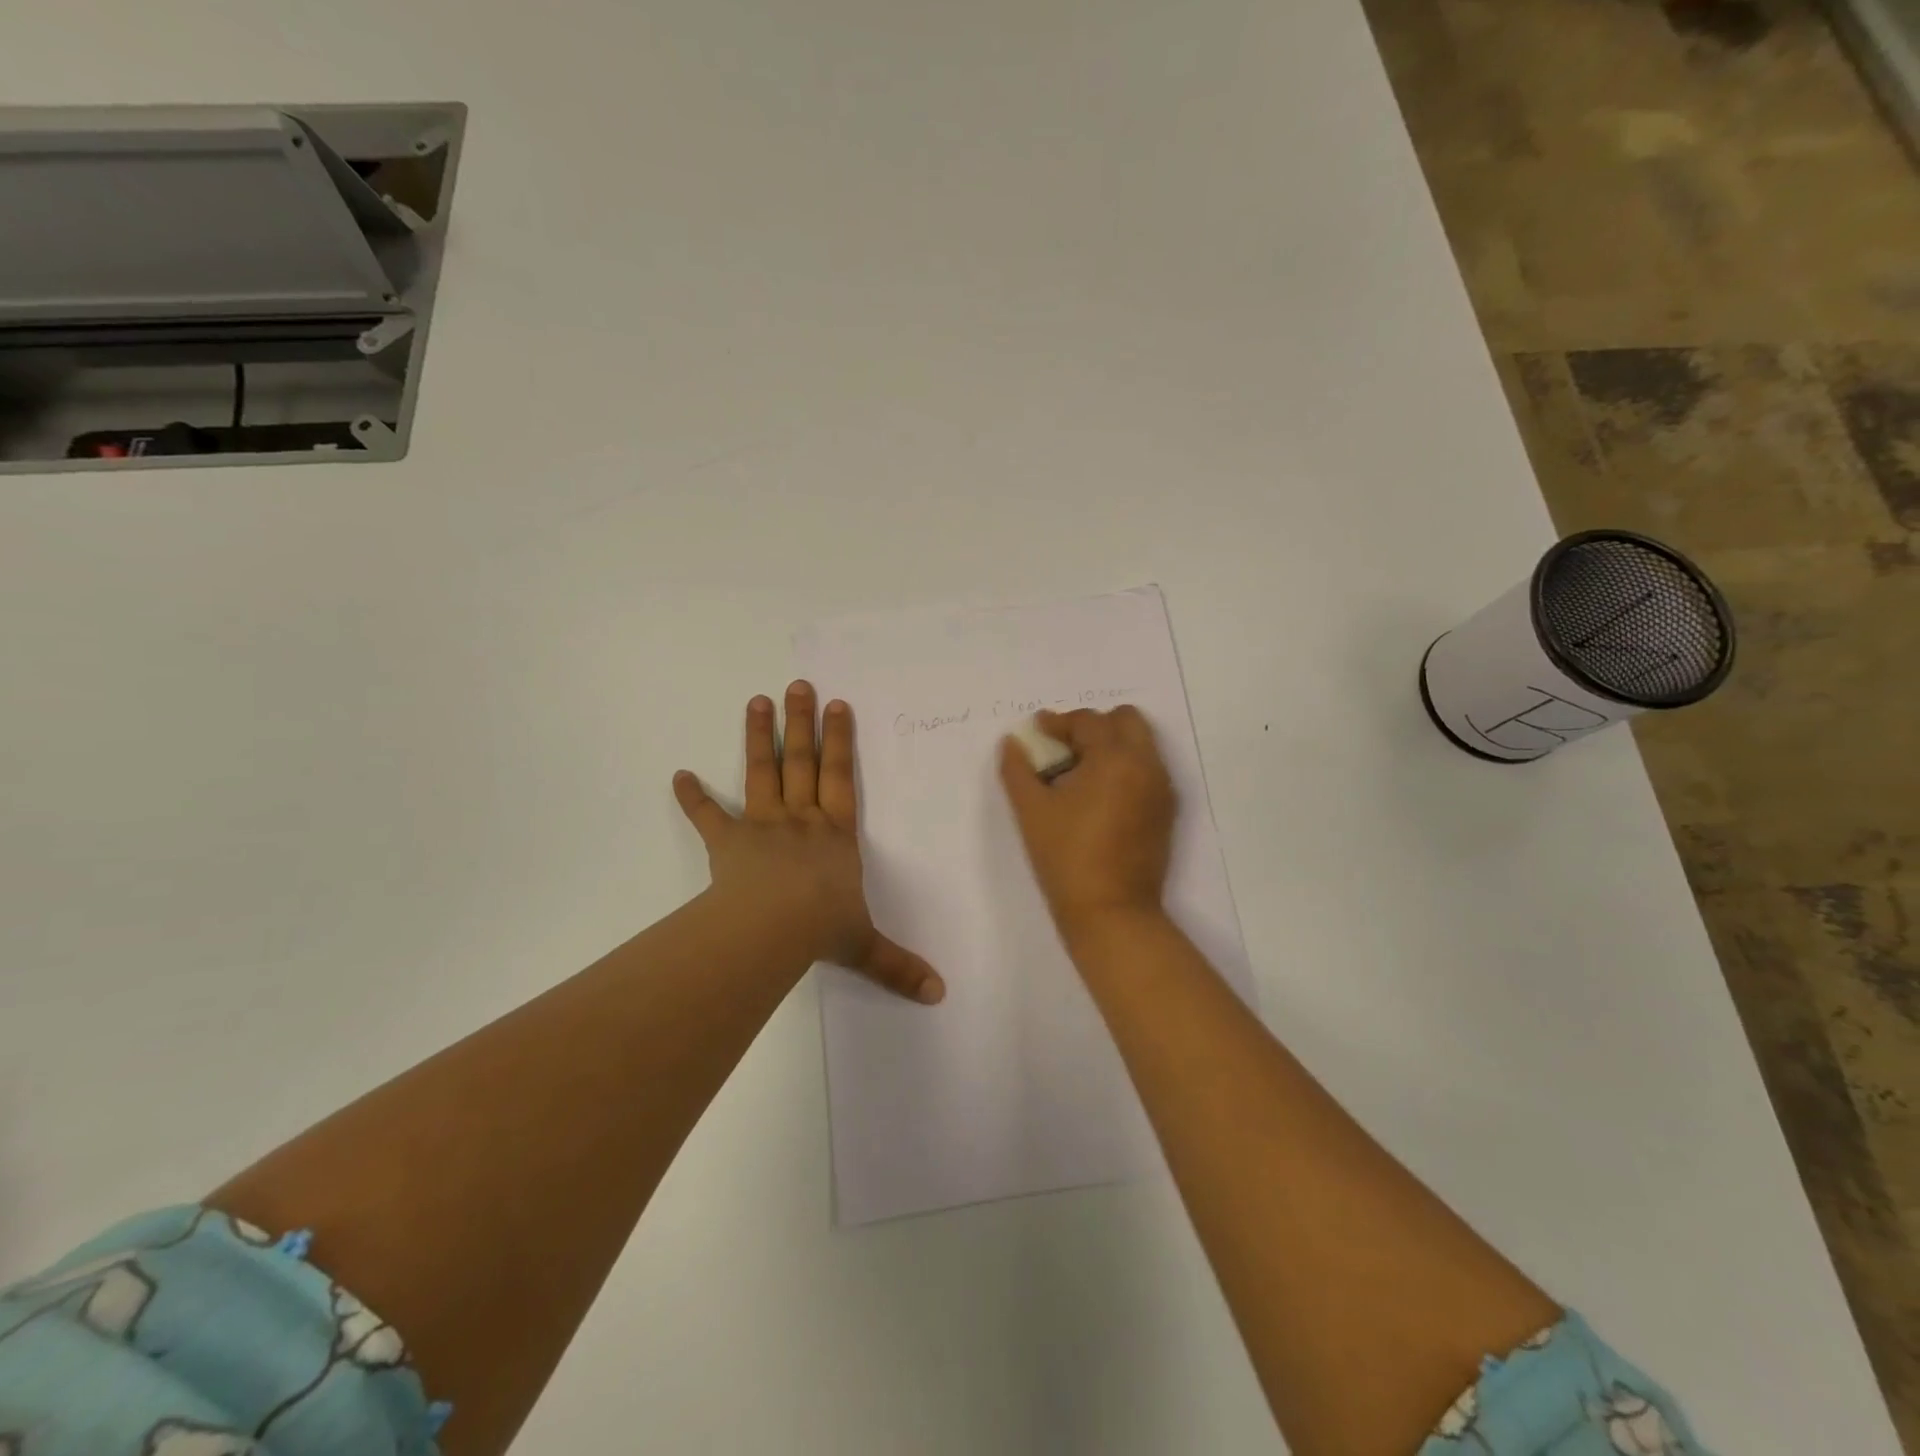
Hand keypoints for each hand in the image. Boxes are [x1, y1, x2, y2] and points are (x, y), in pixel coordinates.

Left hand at [673, 681, 944, 1003]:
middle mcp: (801, 820)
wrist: (773, 928)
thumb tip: (940, 995)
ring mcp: (762, 826)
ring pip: (762, 773)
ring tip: (756, 701)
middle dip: (801, 723)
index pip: (841, 777)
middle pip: (802, 762)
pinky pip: (708, 817)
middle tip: (798, 685)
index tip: (838, 706)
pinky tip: (678, 776)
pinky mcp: (727, 842)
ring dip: (758, 737)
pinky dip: (692, 798)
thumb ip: (898, 966)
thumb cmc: (822, 927)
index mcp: (836, 834)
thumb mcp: (865, 946)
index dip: (840, 742)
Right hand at [998, 706, 1176, 940]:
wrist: (1111, 912)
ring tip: (1080, 773)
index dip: (1059, 722)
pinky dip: (1126, 767)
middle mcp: (1146, 765)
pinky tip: (1098, 796)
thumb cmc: (1066, 857)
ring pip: (1141, 744)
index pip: (1088, 722)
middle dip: (1094, 726)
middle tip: (1064, 748)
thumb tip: (1013, 742)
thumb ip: (1018, 769)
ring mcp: (1161, 789)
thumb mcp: (1031, 811)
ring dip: (1112, 745)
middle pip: (1126, 721)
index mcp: (1115, 759)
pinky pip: (1148, 770)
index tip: (1038, 730)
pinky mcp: (1166, 811)